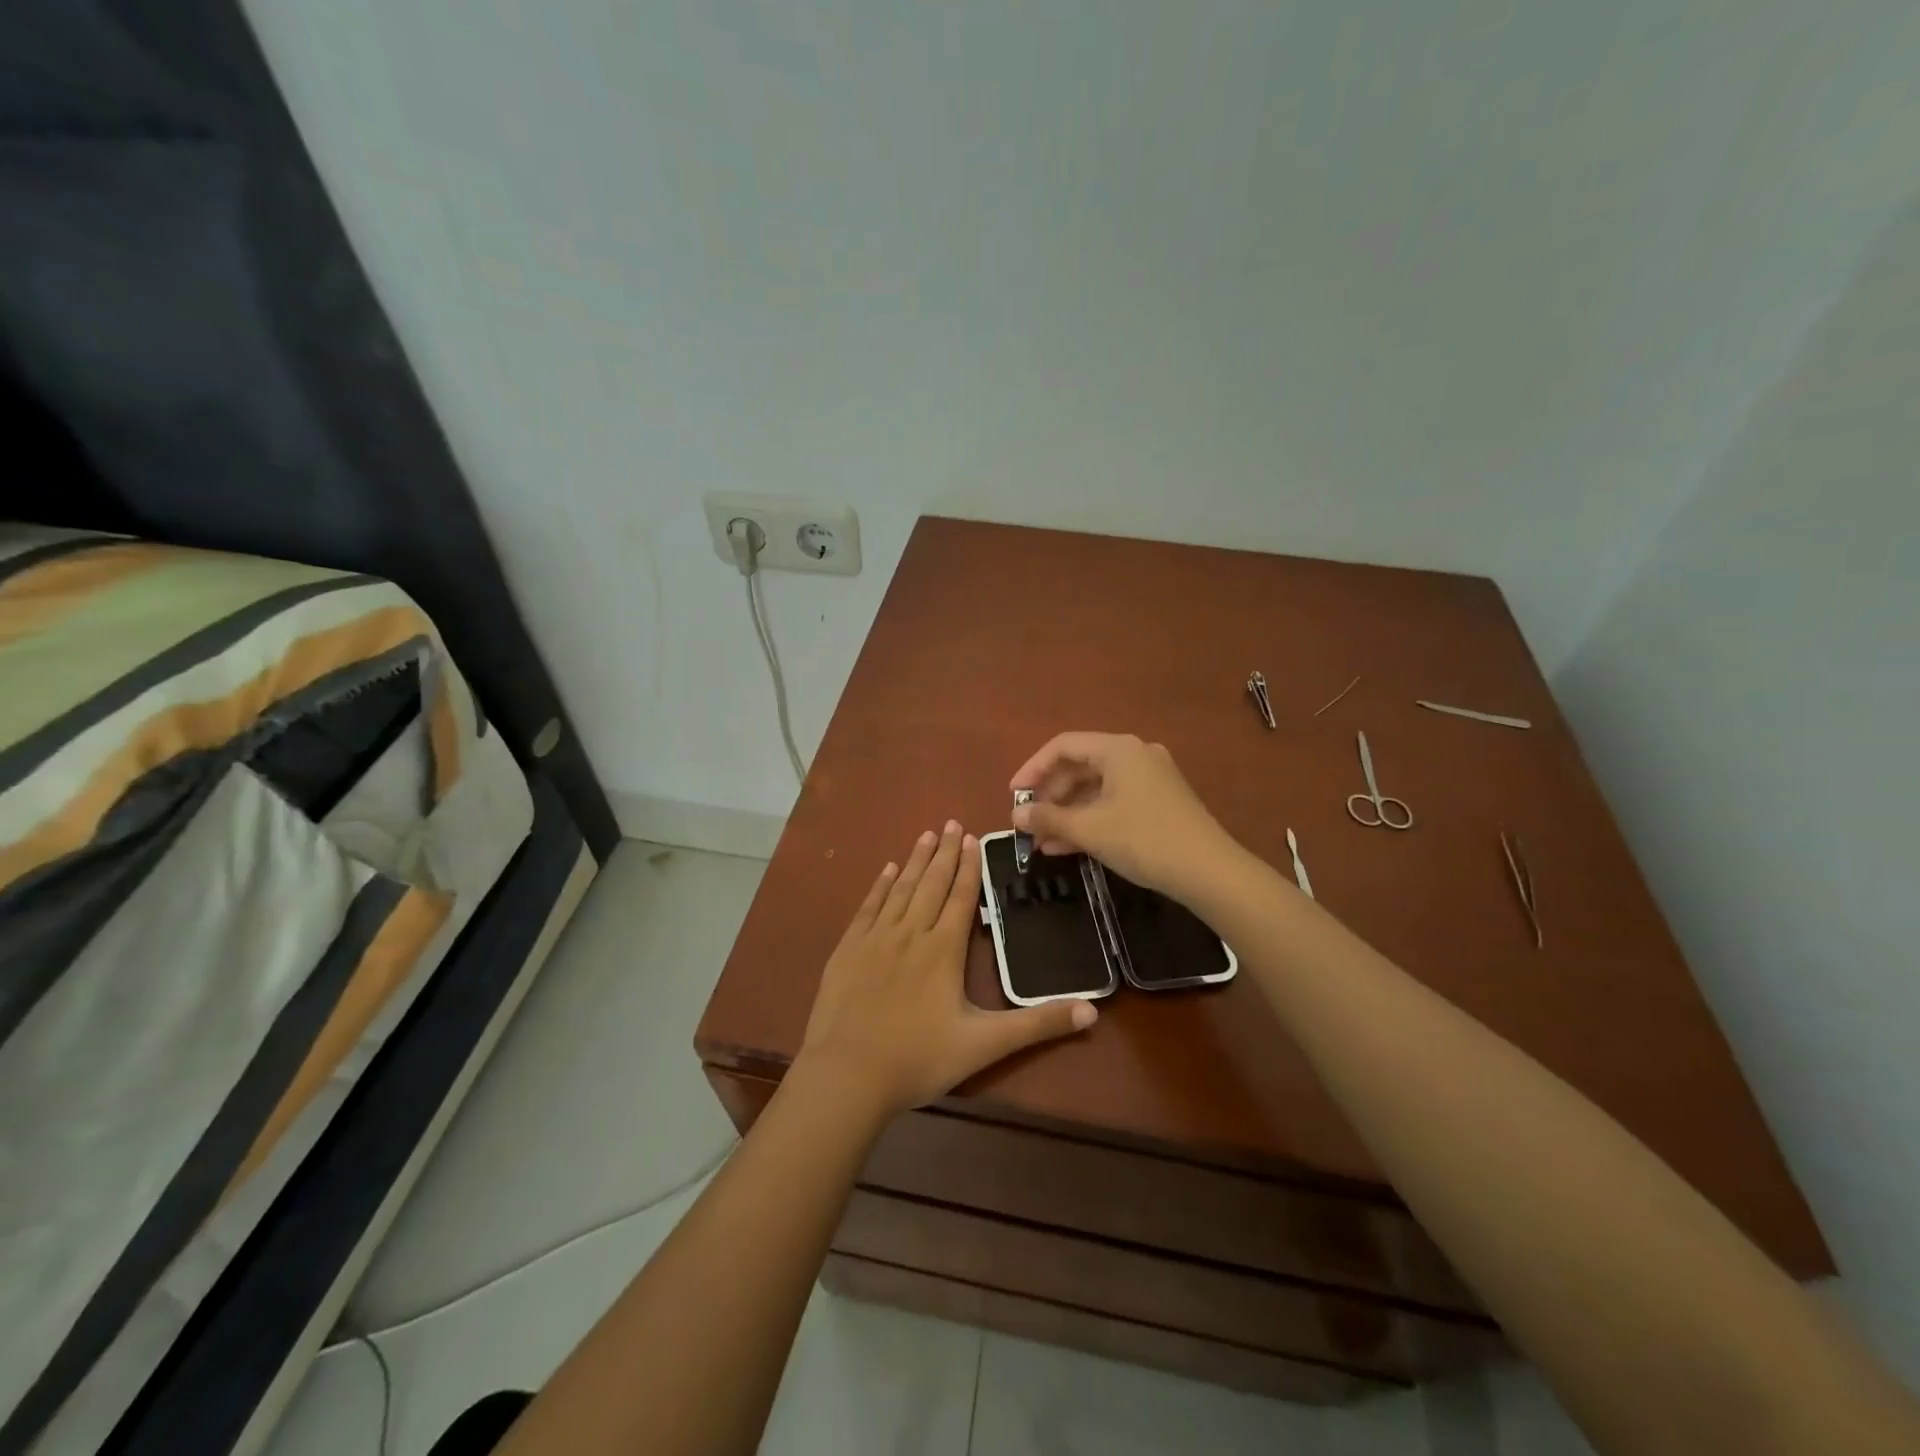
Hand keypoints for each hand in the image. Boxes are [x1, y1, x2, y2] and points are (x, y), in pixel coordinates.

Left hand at [798, 820, 1095, 1117]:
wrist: (847, 1075)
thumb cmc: (918, 1059)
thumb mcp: (985, 1045)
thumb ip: (1037, 1024)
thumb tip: (1092, 1012)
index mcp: (943, 950)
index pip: (960, 898)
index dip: (969, 868)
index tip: (972, 838)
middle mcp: (910, 933)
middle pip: (931, 884)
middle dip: (944, 853)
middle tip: (951, 822)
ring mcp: (875, 939)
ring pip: (900, 889)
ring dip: (914, 860)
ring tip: (926, 835)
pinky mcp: (847, 949)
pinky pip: (868, 907)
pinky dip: (879, 886)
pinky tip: (886, 870)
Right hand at [1010, 733, 1238, 900]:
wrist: (1209, 872)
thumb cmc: (1144, 840)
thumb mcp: (1090, 829)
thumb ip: (1049, 818)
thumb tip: (1016, 814)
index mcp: (1119, 749)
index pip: (1063, 746)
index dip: (1033, 768)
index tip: (1014, 795)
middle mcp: (1135, 755)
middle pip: (1080, 767)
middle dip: (1050, 796)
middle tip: (1029, 823)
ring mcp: (1150, 779)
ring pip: (1096, 789)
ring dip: (1067, 813)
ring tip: (1042, 841)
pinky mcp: (1159, 802)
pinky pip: (1113, 802)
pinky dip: (1090, 820)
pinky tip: (1068, 846)